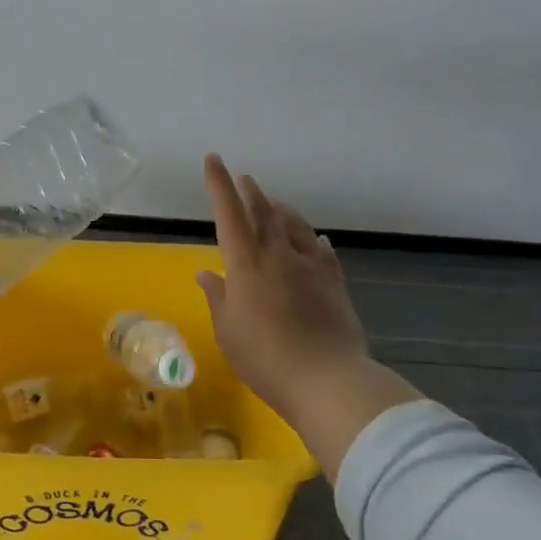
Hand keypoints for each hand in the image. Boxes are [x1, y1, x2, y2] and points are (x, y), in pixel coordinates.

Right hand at [196, 155, 367, 409]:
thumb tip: (206, 273)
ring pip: (294, 225)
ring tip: (274, 204)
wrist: (327, 379)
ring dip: (281, 209)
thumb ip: (218, 298)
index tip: (214, 159)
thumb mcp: (228, 331)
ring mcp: (310, 267)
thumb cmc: (265, 358)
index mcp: (246, 265)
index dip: (219, 185)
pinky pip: (322, 251)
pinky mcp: (334, 282)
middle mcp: (278, 255)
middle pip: (264, 212)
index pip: (229, 215)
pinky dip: (313, 239)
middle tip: (244, 178)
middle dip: (250, 191)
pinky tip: (315, 239)